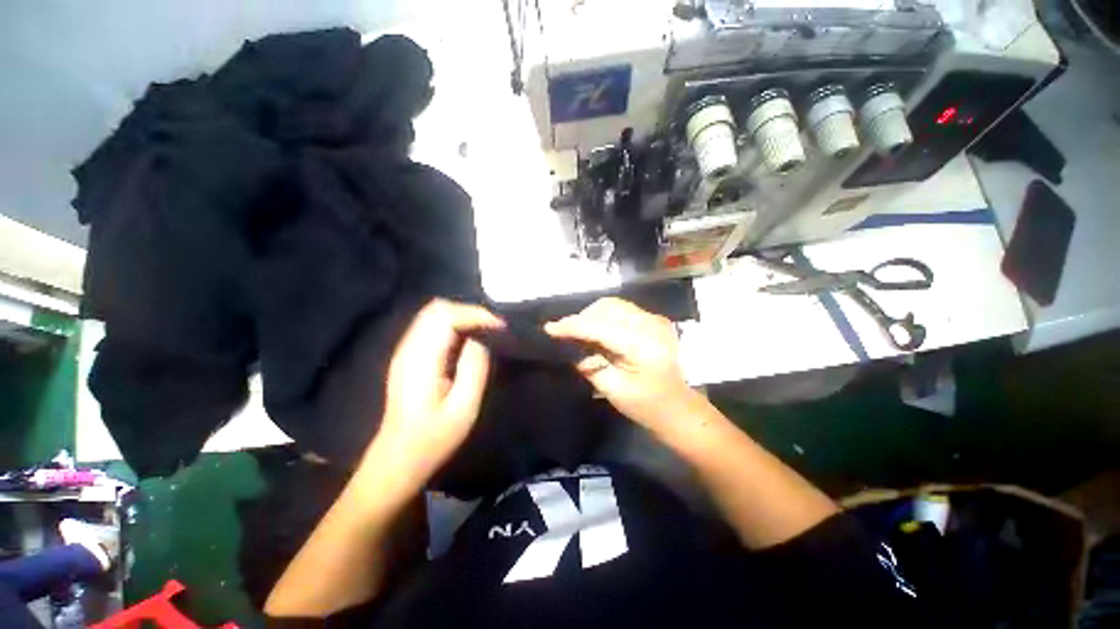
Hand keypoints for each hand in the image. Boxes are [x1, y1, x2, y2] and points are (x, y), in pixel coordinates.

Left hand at [373, 299, 502, 481]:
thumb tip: (484, 337)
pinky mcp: (408, 356)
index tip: (500, 327)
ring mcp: (405, 350)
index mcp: (421, 359)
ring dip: (462, 316)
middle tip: (494, 328)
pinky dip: (453, 324)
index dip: (476, 315)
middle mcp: (409, 347)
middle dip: (470, 312)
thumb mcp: (464, 406)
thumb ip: (475, 366)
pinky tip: (467, 340)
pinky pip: (431, 326)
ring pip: (433, 314)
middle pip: (437, 308)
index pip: (446, 316)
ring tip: (485, 332)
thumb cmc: (434, 437)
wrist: (399, 457)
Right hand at [545, 298, 697, 430]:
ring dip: (593, 315)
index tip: (549, 328)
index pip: (600, 326)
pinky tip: (598, 331)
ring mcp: (655, 319)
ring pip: (613, 305)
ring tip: (581, 333)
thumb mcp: (612, 389)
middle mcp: (651, 324)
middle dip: (582, 318)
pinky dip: (605, 316)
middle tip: (566, 334)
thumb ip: (589, 364)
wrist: (680, 408)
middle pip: (607, 307)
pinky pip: (622, 310)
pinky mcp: (654, 320)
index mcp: (642, 345)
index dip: (572, 325)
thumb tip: (568, 346)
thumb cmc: (647, 406)